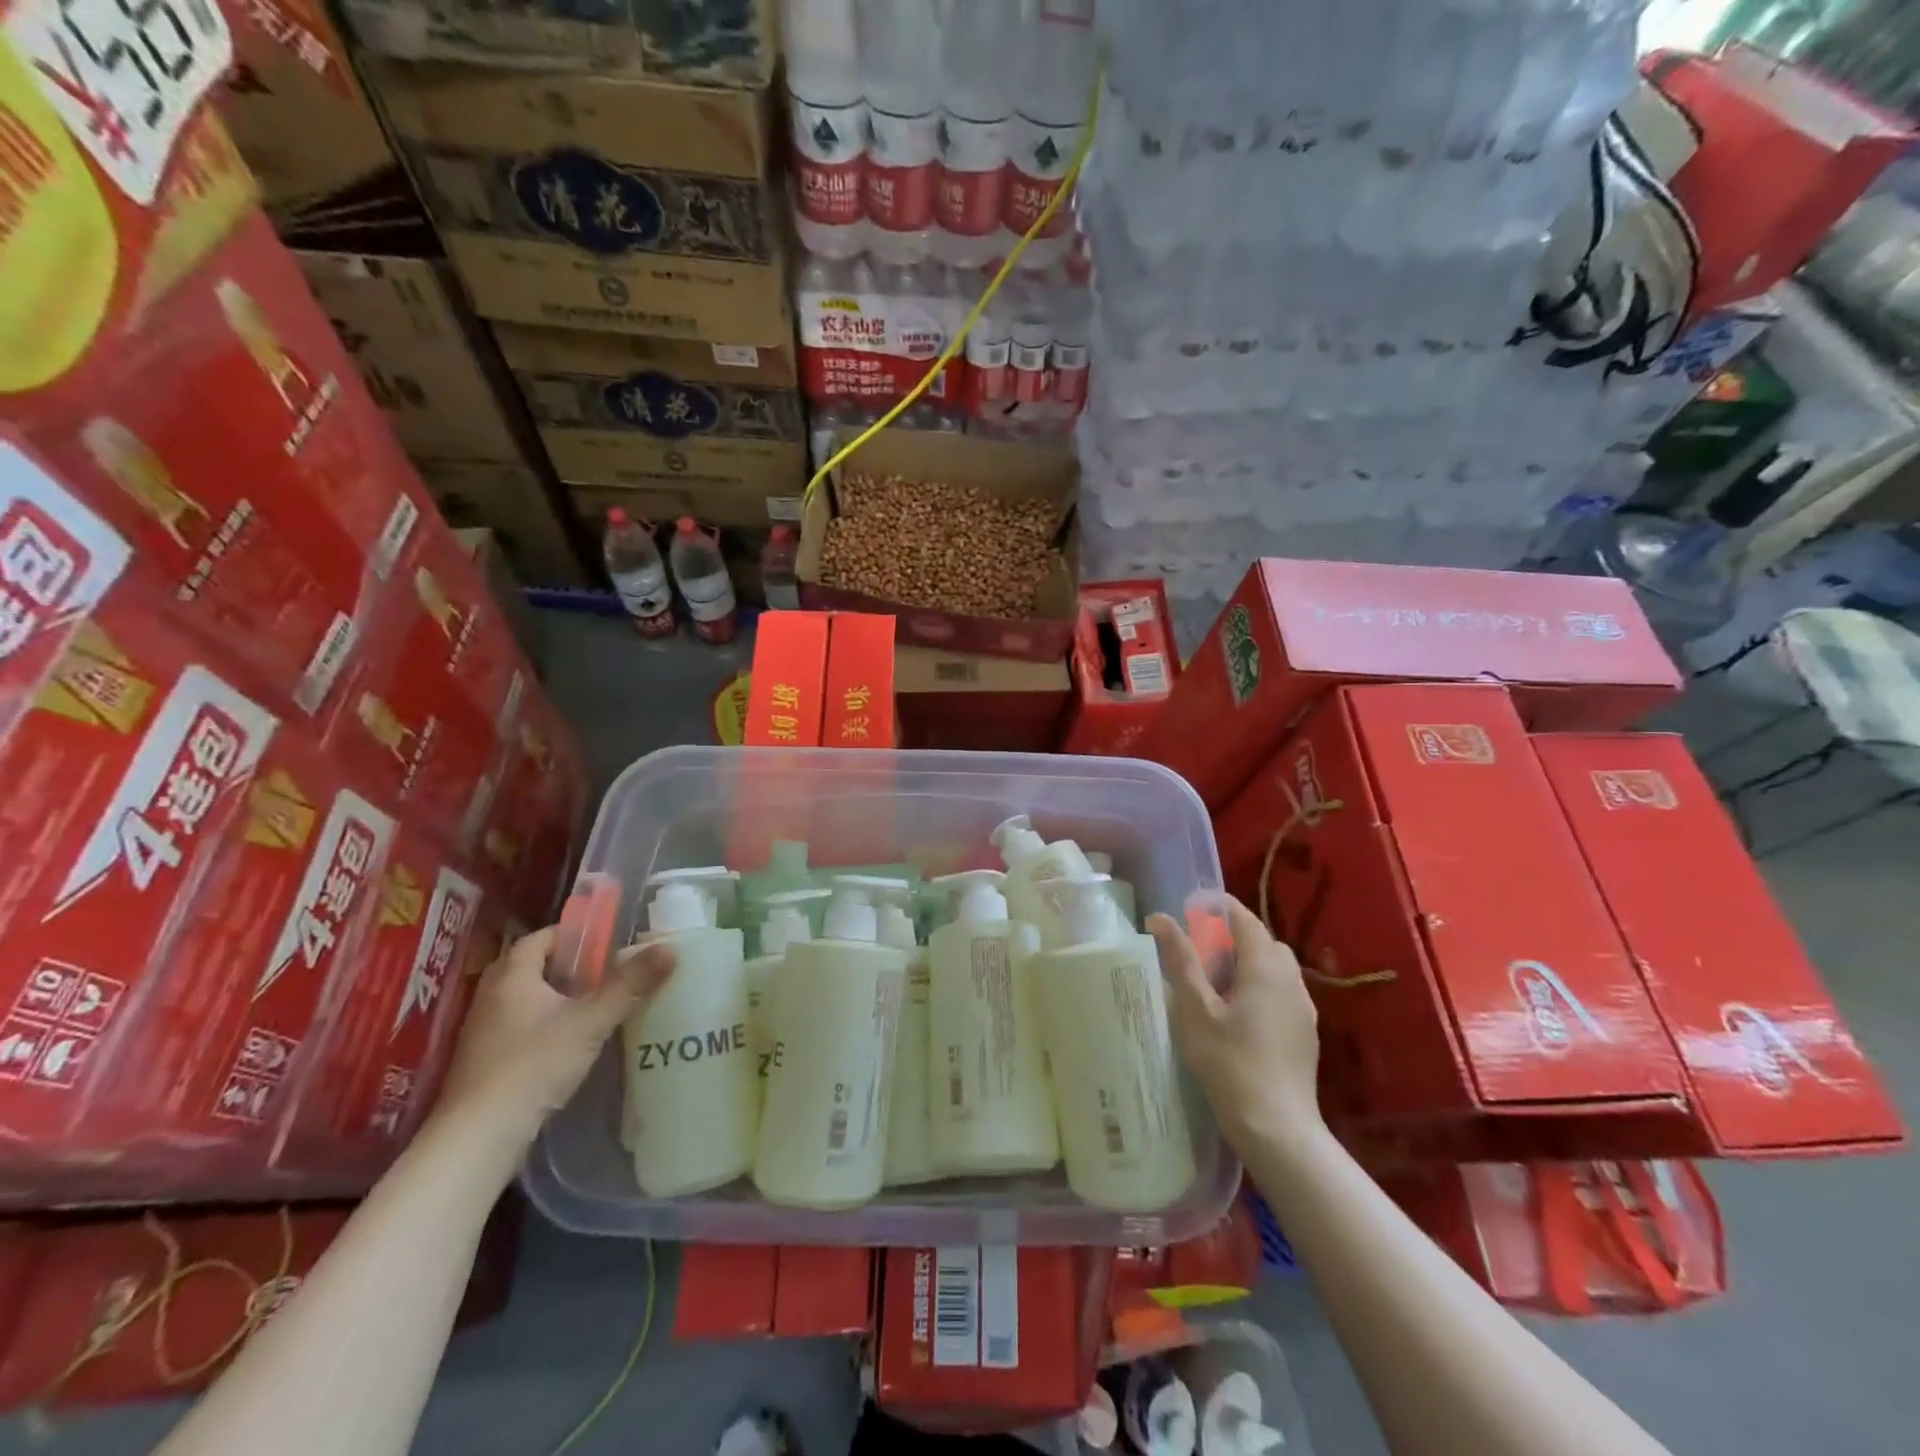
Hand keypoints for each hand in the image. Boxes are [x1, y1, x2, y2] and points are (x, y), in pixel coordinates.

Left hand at [434, 927, 675, 1151]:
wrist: (479, 1135)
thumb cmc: (535, 1064)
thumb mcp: (592, 1021)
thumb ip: (630, 985)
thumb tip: (669, 949)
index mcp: (512, 977)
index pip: (540, 938)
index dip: (571, 935)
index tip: (603, 941)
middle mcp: (490, 997)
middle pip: (529, 966)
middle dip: (564, 965)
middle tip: (601, 971)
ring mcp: (481, 1031)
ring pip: (521, 998)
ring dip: (552, 995)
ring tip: (591, 1003)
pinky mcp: (482, 1061)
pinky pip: (515, 1025)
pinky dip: (541, 1022)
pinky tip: (567, 1040)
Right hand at [1149, 894, 1322, 1150]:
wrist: (1277, 1128)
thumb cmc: (1230, 1062)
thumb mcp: (1195, 1009)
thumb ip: (1181, 960)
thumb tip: (1160, 918)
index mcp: (1265, 966)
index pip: (1244, 918)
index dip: (1217, 908)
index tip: (1189, 910)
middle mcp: (1291, 979)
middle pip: (1262, 940)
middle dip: (1231, 936)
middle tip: (1198, 952)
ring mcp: (1303, 1007)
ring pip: (1275, 967)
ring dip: (1247, 963)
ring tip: (1215, 985)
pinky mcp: (1305, 1032)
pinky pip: (1282, 991)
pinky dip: (1259, 987)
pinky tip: (1237, 1016)